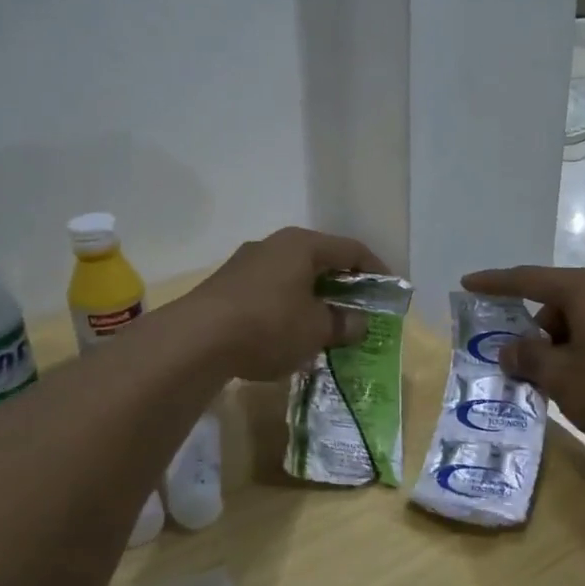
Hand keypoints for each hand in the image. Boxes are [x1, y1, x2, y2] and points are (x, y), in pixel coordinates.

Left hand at [186, 227, 384, 381]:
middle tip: (358, 308)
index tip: (389, 289)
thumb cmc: (269, 325)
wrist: (195, 340)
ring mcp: (246, 264)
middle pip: (319, 260)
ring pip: (292, 277)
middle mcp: (274, 245)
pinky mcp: (226, 286)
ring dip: (312, 298)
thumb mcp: (316, 329)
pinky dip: (287, 308)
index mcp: (302, 245)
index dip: (375, 269)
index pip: (351, 249)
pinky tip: (288, 334)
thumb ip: (343, 324)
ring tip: (325, 325)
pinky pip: (269, 292)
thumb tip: (358, 322)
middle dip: (342, 285)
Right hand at [461, 266, 584, 455]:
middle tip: (525, 366)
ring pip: (582, 321)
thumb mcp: (561, 377)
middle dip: (535, 331)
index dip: (495, 283)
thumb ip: (528, 357)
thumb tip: (510, 348)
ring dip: (562, 345)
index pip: (529, 280)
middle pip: (557, 303)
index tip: (468, 283)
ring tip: (561, 385)